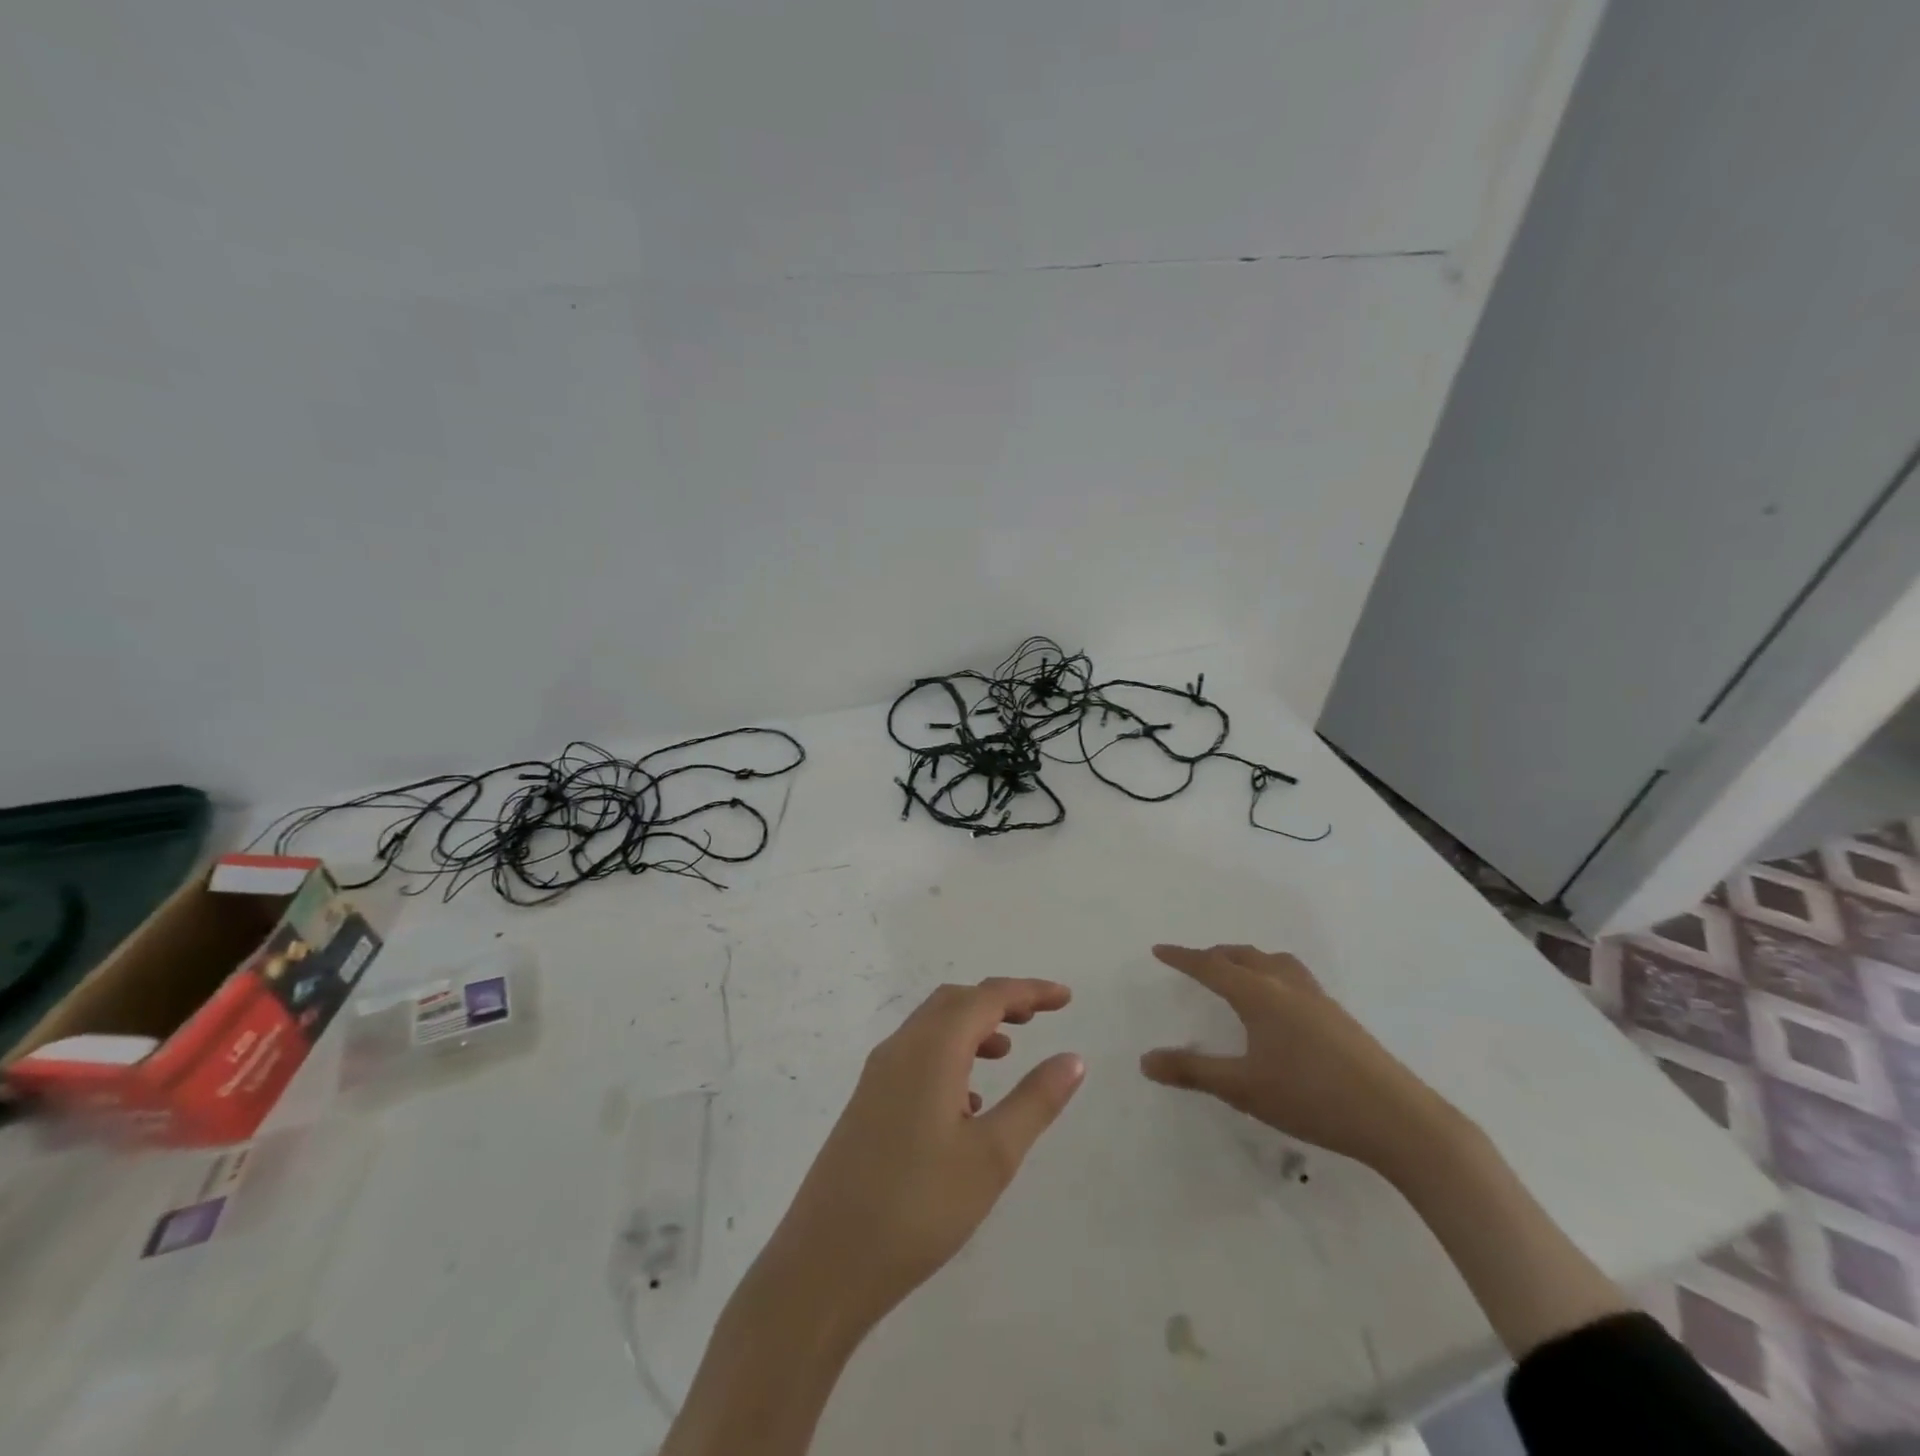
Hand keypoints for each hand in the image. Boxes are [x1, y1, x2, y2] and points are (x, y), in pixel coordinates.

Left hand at [756, 978, 1085, 1337]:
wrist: (825, 1262)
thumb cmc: (918, 1207)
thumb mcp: (992, 1157)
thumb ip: (1035, 1101)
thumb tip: (1072, 1058)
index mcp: (932, 1049)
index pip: (987, 997)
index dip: (1029, 991)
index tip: (1065, 997)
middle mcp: (901, 1048)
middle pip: (955, 1001)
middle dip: (999, 1001)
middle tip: (1039, 1016)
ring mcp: (878, 1075)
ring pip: (932, 1027)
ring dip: (973, 1026)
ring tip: (1009, 1051)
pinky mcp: (867, 1102)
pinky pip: (916, 1055)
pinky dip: (950, 1056)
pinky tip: (969, 1102)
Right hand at [1140, 944, 1452, 1175]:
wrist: (1398, 1120)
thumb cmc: (1311, 1098)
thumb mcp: (1243, 1088)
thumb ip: (1193, 1072)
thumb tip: (1145, 1060)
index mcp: (1259, 994)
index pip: (1211, 966)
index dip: (1183, 958)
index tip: (1159, 950)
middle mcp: (1286, 985)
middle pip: (1243, 956)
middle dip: (1214, 956)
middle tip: (1195, 963)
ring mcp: (1318, 999)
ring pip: (1274, 962)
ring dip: (1248, 960)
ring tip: (1237, 973)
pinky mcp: (1339, 1017)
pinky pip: (1294, 977)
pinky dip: (1272, 973)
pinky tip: (1280, 1004)